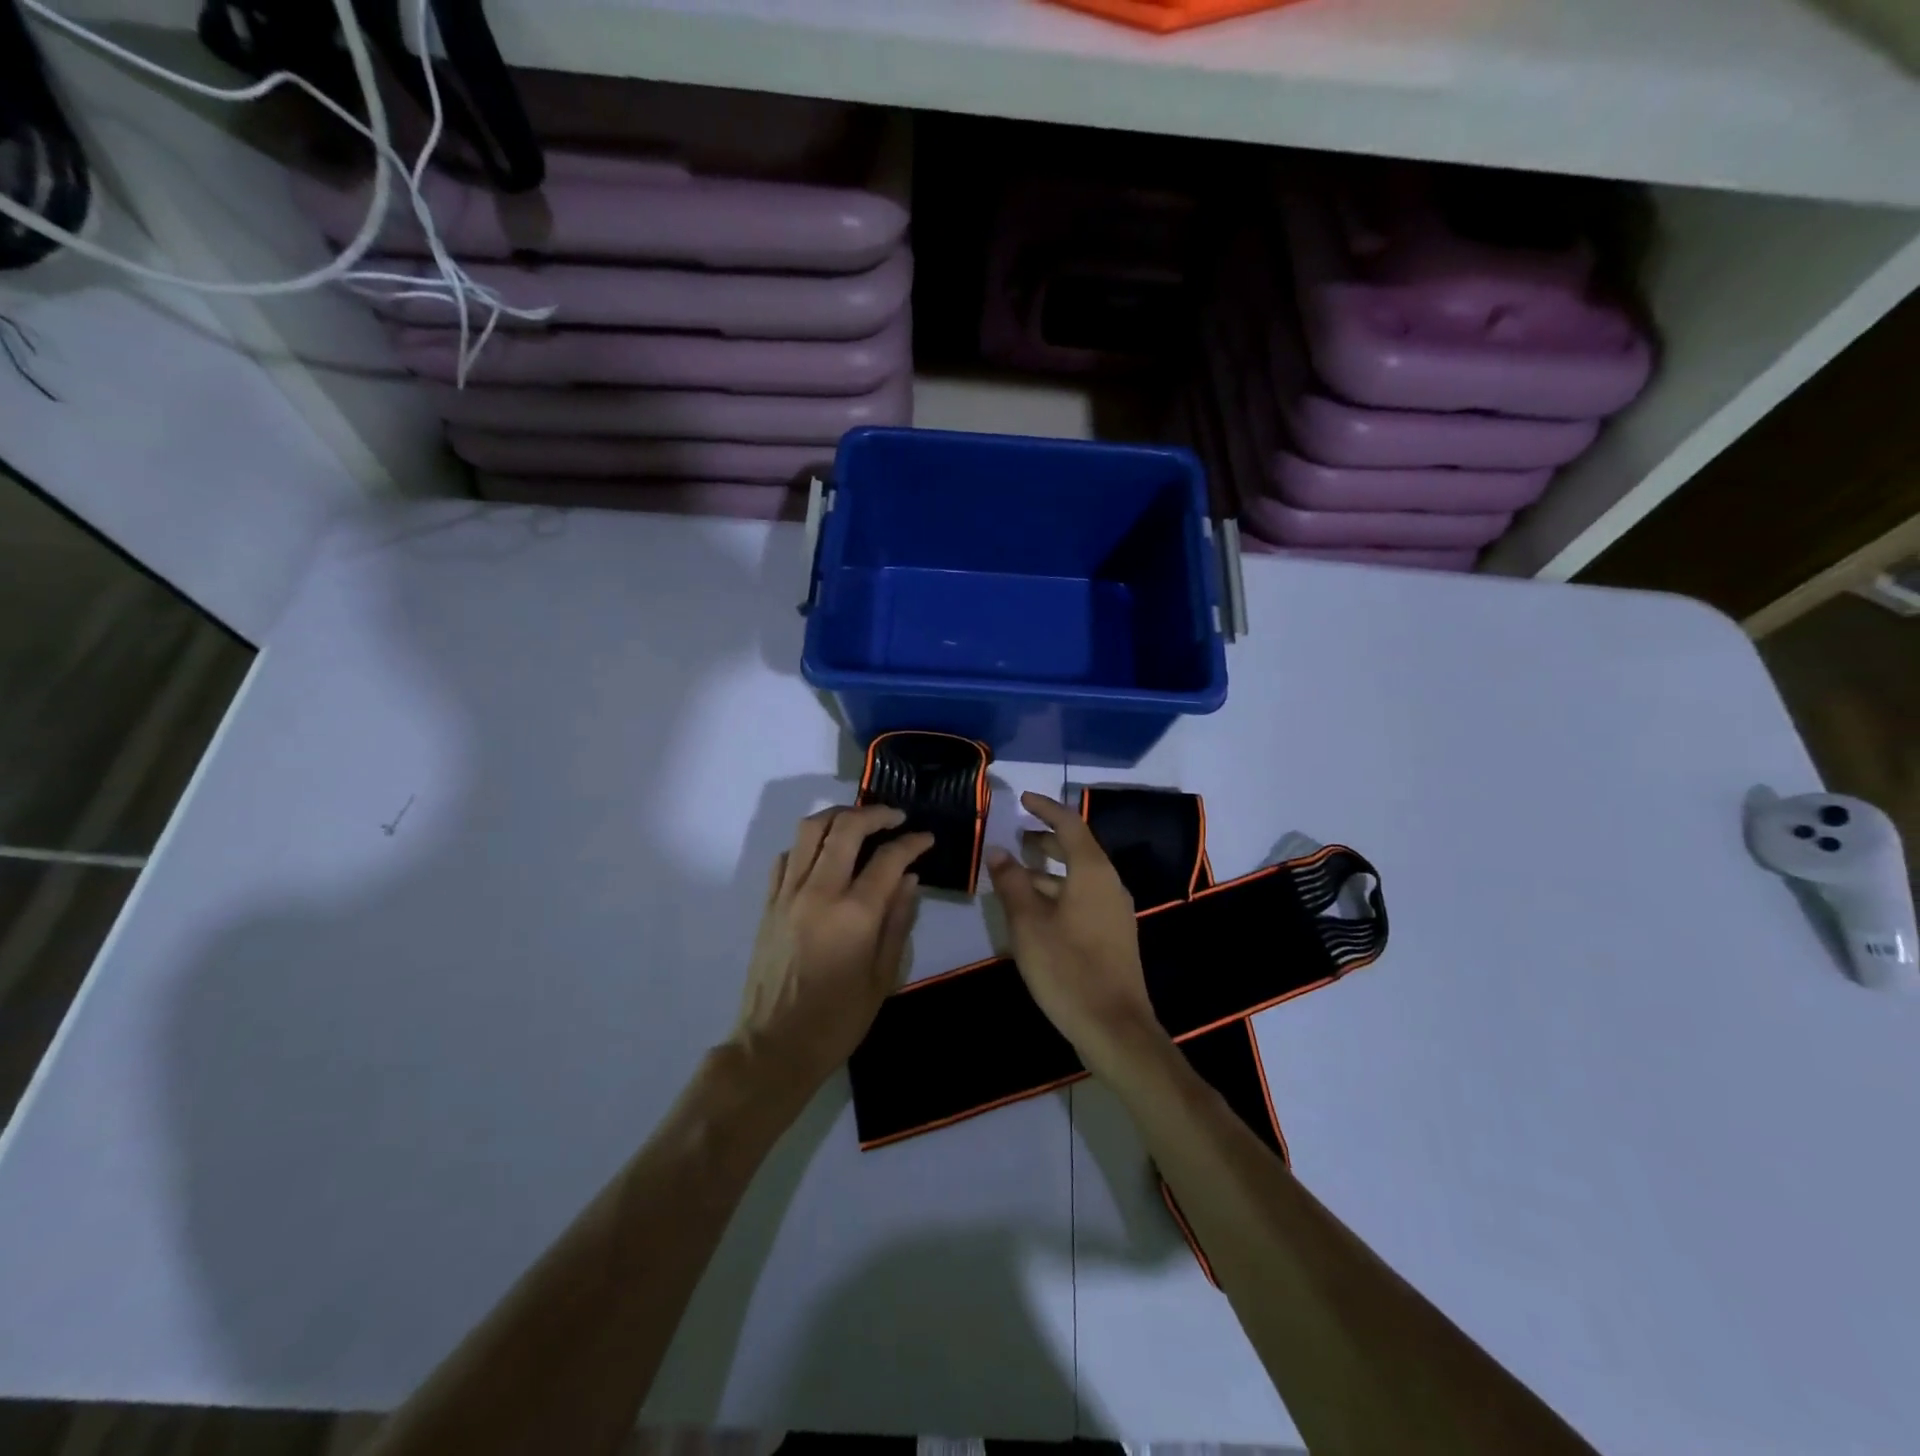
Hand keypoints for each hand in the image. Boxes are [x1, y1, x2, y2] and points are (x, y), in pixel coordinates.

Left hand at [732, 805, 932, 1093]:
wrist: (775, 1046)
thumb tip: (909, 878)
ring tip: (859, 822)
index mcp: (854, 914)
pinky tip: (824, 854)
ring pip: (809, 830)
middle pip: (845, 828)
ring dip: (838, 816)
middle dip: (875, 814)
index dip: (912, 842)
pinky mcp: (768, 903)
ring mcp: (788, 894)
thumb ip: (898, 921)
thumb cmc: (838, 1020)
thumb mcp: (883, 977)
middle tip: (895, 817)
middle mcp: (819, 892)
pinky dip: (808, 844)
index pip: (888, 858)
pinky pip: (786, 856)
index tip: (926, 838)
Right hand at [985, 792, 1163, 1073]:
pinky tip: (1034, 910)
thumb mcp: (1028, 923)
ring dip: (1048, 870)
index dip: (1045, 809)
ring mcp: (1114, 911)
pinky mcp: (1112, 935)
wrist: (1114, 1027)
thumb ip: (1011, 883)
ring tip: (1015, 874)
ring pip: (1078, 877)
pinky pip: (1083, 898)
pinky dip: (1057, 892)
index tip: (1023, 799)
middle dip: (1045, 839)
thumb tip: (998, 851)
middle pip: (1077, 849)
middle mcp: (1109, 884)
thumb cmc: (1067, 968)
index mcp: (1092, 872)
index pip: (1069, 824)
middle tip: (1016, 837)